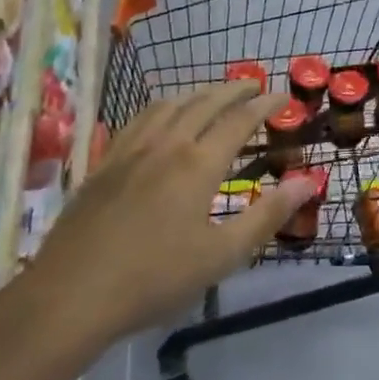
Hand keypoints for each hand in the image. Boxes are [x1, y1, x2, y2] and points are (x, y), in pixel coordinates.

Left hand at [33, 82, 318, 346]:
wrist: (71, 295)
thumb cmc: (154, 279)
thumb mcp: (222, 256)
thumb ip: (267, 216)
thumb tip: (307, 183)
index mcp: (198, 164)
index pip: (240, 120)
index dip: (265, 105)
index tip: (284, 97)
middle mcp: (167, 144)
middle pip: (205, 102)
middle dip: (234, 89)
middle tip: (254, 85)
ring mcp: (131, 150)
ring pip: (170, 105)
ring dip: (198, 93)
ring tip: (213, 94)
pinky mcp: (104, 163)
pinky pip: (138, 119)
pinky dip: (162, 106)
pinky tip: (161, 117)